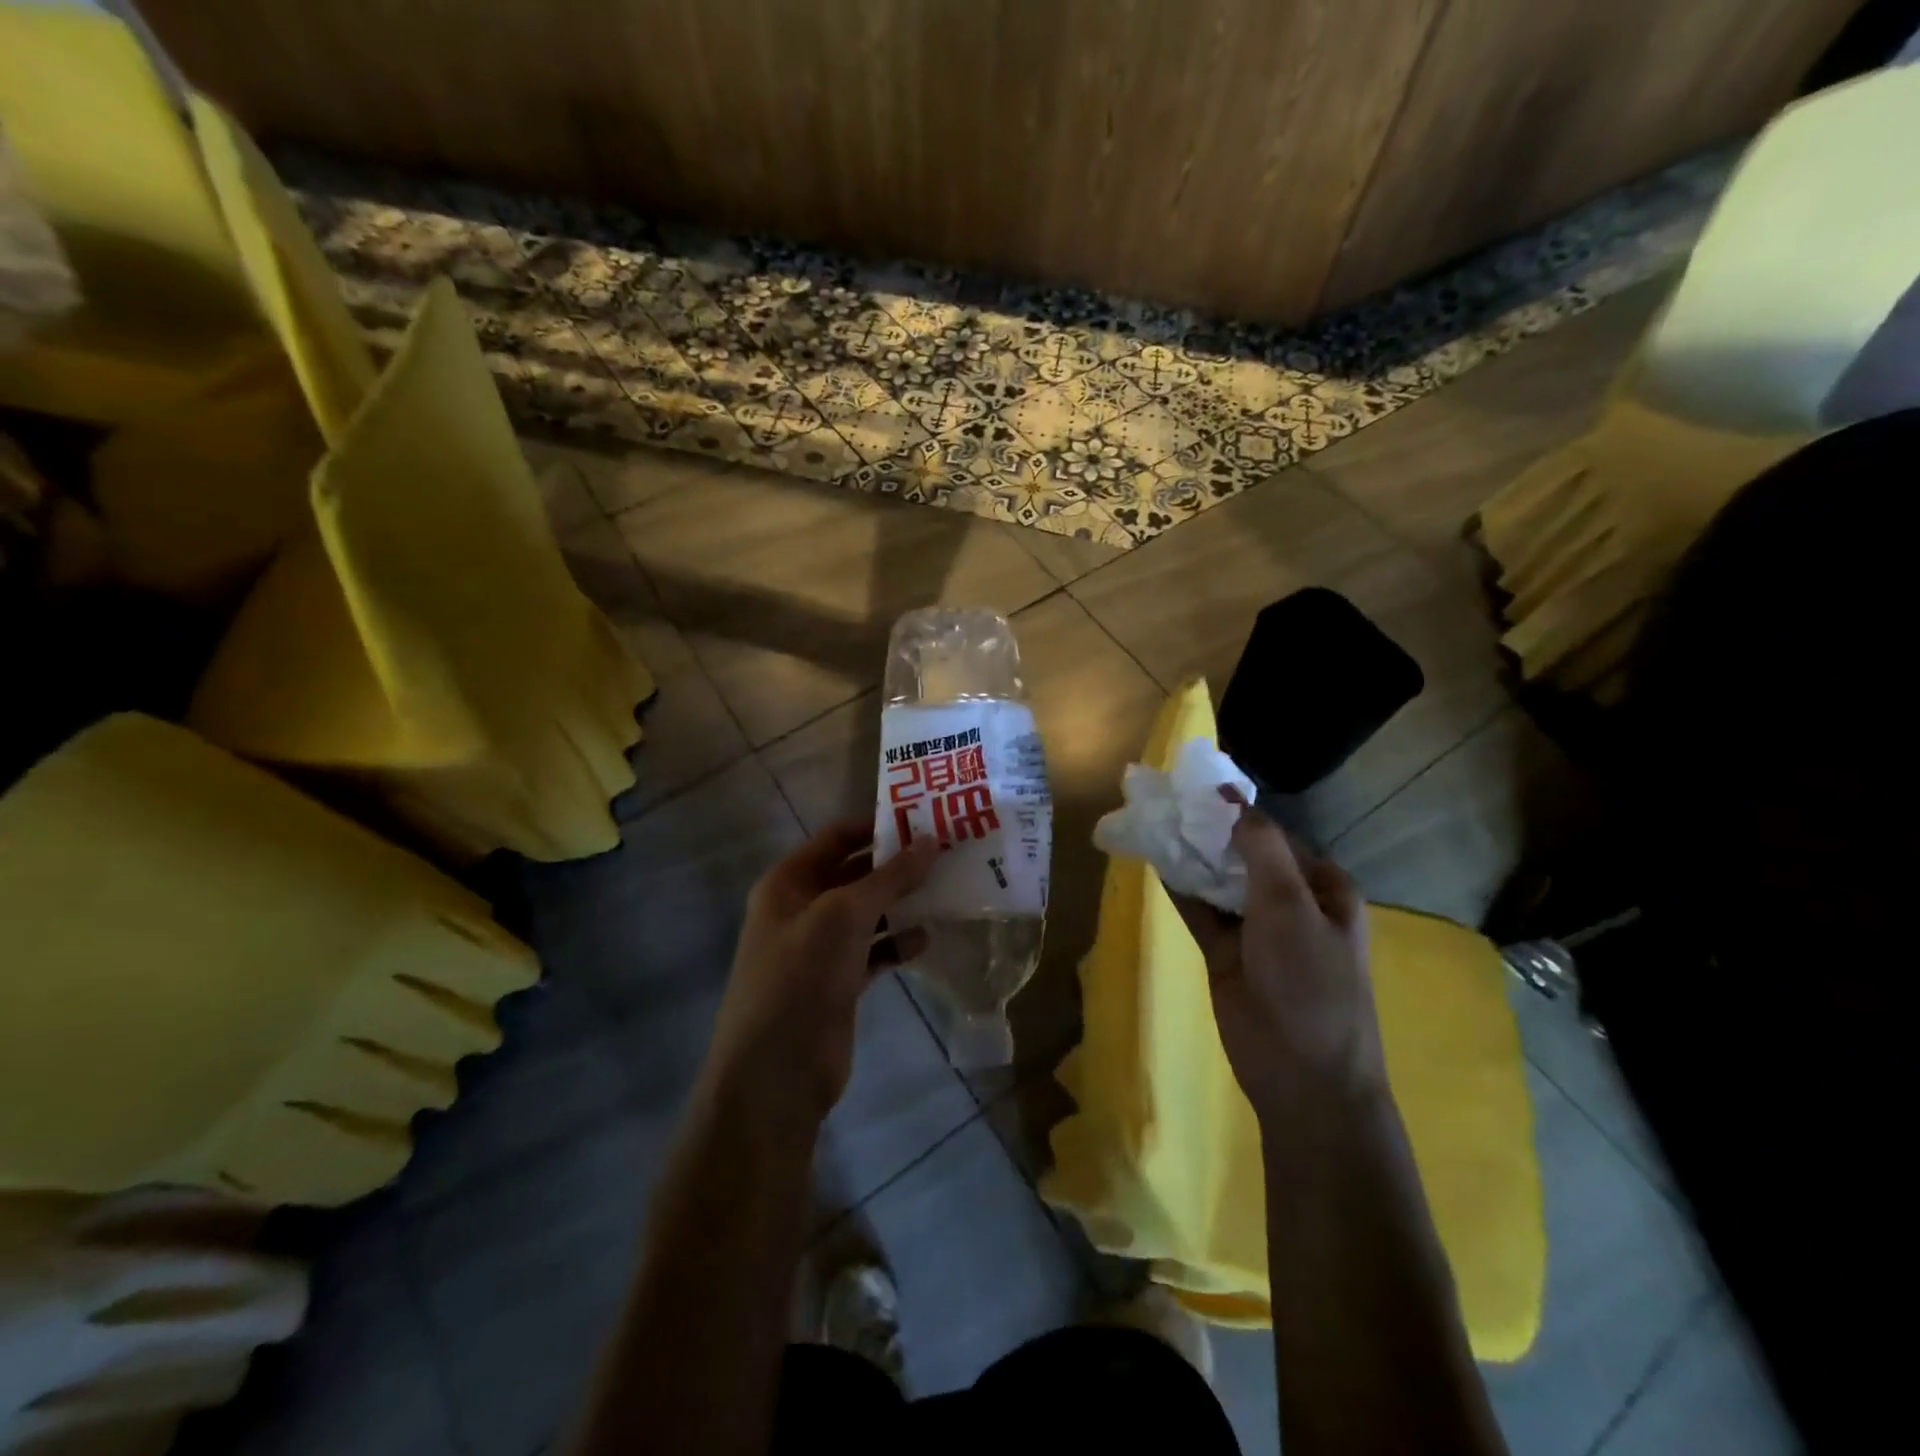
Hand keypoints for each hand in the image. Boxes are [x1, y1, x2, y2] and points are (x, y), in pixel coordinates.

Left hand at [705, 818, 939, 1122]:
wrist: (777, 1073)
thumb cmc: (802, 977)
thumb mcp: (845, 916)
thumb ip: (890, 877)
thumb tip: (932, 841)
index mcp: (789, 882)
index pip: (838, 838)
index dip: (878, 825)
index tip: (925, 818)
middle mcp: (802, 908)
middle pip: (855, 873)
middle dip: (897, 865)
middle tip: (948, 852)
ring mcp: (820, 948)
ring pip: (868, 912)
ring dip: (902, 903)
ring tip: (948, 889)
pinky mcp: (839, 981)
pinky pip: (874, 950)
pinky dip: (897, 943)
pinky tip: (926, 938)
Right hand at [1172, 793, 1385, 1120]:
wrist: (1302, 1075)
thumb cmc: (1310, 980)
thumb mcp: (1290, 903)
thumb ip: (1260, 846)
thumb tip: (1231, 795)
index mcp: (1322, 887)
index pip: (1276, 836)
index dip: (1238, 812)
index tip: (1196, 789)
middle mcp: (1291, 903)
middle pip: (1243, 856)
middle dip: (1209, 833)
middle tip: (1166, 803)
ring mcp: (1256, 930)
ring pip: (1218, 882)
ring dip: (1192, 858)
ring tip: (1153, 824)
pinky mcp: (1226, 953)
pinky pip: (1200, 912)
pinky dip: (1180, 889)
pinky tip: (1154, 861)